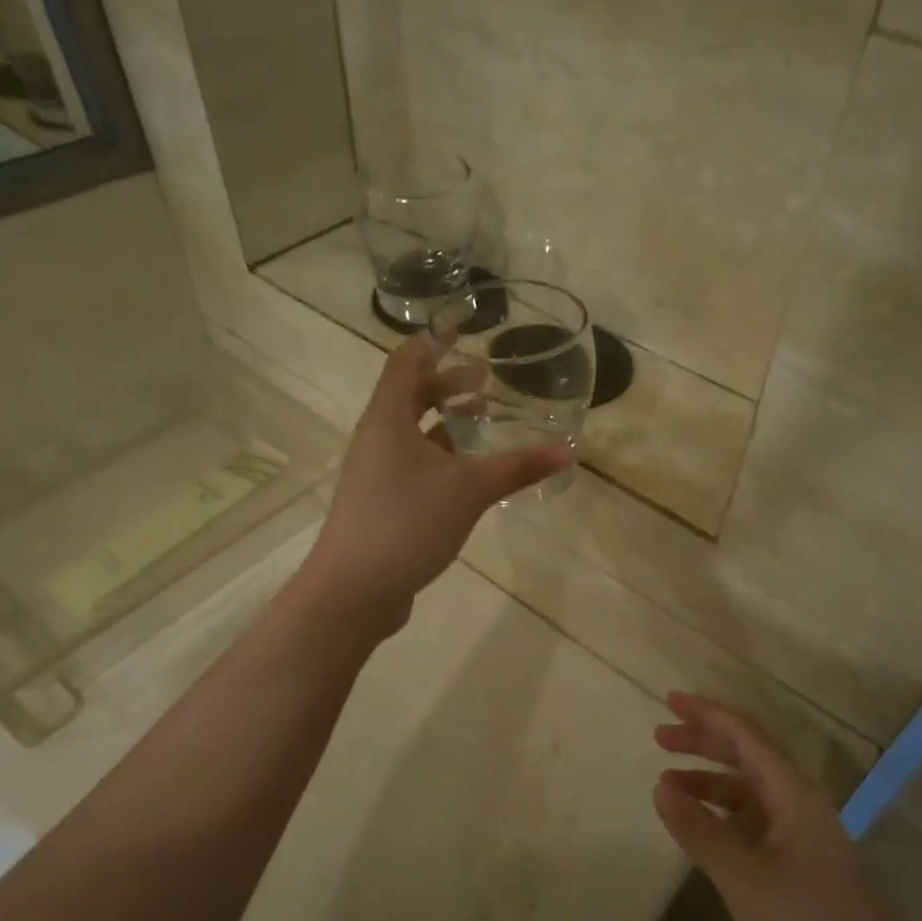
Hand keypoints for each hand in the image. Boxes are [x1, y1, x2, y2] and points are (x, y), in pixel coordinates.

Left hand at [303, 336, 570, 632]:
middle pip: (409, 396)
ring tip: (482, 420)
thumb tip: (567, 450)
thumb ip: (518, 467)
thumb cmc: (406, 522)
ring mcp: (376, 473)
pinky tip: (467, 473)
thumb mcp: (469, 489)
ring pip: (412, 433)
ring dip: (445, 422)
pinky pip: (413, 464)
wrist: (354, 590)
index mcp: (388, 419)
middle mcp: (377, 438)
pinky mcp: (382, 503)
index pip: (406, 362)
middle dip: (447, 384)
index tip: (462, 329)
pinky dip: (440, 456)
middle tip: (485, 381)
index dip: (433, 342)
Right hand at [653, 693, 921, 920]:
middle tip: (661, 738)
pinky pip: (755, 826)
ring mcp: (803, 839)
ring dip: (710, 783)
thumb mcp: (743, 876)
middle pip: (748, 756)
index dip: (707, 713)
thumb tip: (660, 784)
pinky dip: (723, 819)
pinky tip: (703, 833)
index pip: (745, 735)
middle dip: (705, 741)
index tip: (669, 700)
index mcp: (792, 792)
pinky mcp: (802, 871)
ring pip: (750, 793)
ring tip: (669, 786)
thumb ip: (699, 829)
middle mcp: (799, 805)